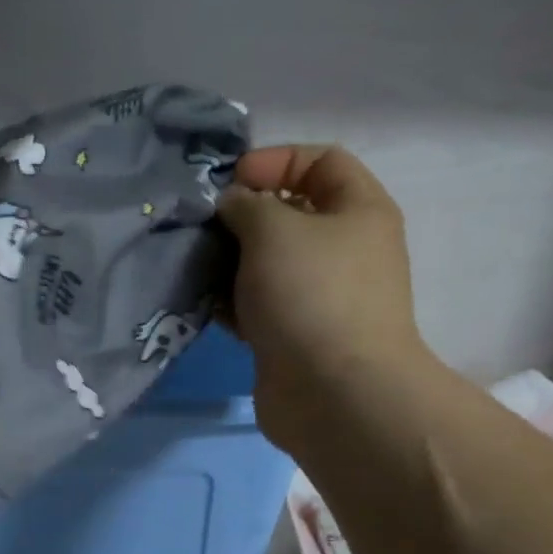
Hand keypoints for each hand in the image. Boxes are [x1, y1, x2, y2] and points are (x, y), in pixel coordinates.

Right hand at [218, 145, 424, 450]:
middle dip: (243, 216)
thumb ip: (246, 204)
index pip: (321, 161)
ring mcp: (319, 297)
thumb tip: (233, 206)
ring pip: (268, 265)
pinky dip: (233, 303)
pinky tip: (205, 305)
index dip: (275, 160)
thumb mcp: (274, 228)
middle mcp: (344, 250)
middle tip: (201, 227)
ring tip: (194, 266)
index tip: (229, 182)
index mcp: (358, 210)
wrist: (333, 393)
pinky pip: (259, 306)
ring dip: (230, 263)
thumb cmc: (310, 294)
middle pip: (290, 215)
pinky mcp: (294, 335)